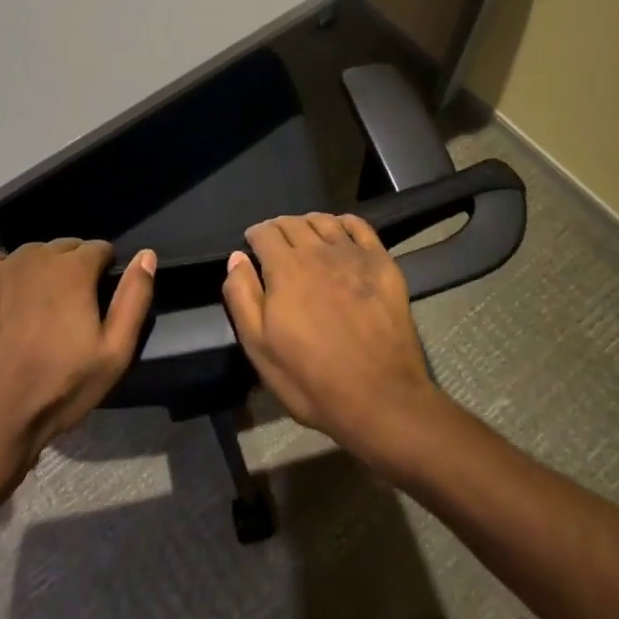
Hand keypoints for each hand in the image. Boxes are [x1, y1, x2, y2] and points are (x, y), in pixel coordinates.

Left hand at [0, 239, 154, 478]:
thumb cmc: (58, 390)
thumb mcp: (114, 353)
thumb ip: (134, 298)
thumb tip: (146, 255)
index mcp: (72, 268)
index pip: (99, 249)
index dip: (104, 272)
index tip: (98, 300)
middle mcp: (35, 256)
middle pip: (64, 249)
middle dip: (72, 270)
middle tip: (69, 310)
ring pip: (31, 257)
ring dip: (41, 273)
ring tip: (37, 311)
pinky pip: (0, 267)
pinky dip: (9, 279)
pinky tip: (6, 310)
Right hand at [222, 213, 441, 463]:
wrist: (380, 397)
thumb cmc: (311, 379)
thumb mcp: (259, 347)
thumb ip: (242, 296)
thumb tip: (236, 258)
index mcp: (285, 269)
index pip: (264, 233)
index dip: (255, 235)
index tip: (252, 245)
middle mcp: (318, 251)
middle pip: (293, 223)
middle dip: (278, 228)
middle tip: (275, 243)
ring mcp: (353, 255)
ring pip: (324, 221)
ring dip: (308, 223)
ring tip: (304, 236)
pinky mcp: (382, 264)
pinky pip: (360, 227)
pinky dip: (343, 222)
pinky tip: (339, 231)